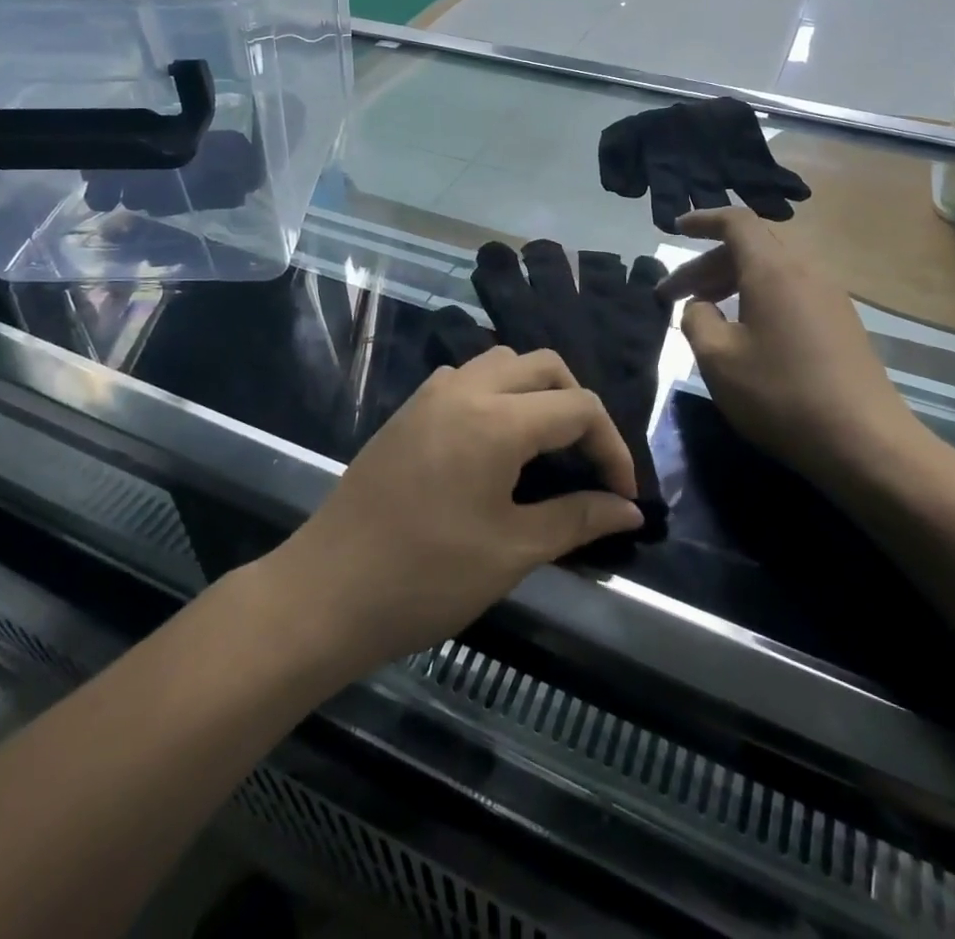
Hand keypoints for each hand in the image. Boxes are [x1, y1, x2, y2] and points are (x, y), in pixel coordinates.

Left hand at [270, 347, 643, 671]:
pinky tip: (493, 442)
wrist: (326, 592)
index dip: (612, 447)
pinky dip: (495, 393)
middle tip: (587, 460)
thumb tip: (628, 508)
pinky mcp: (407, 412)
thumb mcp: (512, 552)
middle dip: (578, 405)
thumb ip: (577, 519)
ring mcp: (430, 396)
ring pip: (501, 362)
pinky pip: (465, 378)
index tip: (622, 495)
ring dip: (535, 391)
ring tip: (545, 446)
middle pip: (544, 366)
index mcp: (497, 419)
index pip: (578, 407)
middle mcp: (466, 389)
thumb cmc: (426, 577)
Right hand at [661, 207, 923, 488]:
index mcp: (773, 270)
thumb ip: (697, 319)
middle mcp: (805, 272)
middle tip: (673, 295)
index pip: (736, 222)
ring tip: (706, 312)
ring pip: (771, 271)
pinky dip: (758, 298)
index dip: (703, 220)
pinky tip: (746, 333)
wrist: (866, 443)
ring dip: (732, 282)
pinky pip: (790, 292)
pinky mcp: (841, 324)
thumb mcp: (718, 359)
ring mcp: (829, 297)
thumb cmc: (781, 395)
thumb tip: (700, 306)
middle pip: (751, 247)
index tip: (675, 229)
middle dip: (707, 264)